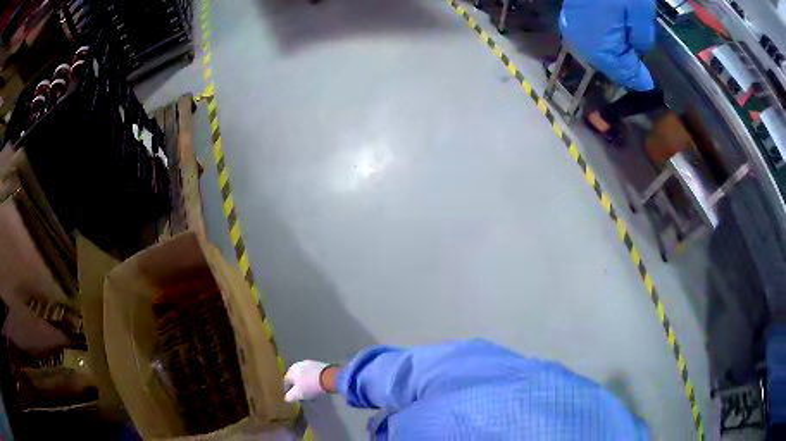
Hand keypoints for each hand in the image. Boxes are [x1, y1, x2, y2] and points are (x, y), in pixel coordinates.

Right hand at [284, 360, 329, 401]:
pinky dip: (314, 381)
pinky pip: (314, 374)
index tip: (292, 398)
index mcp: (291, 370)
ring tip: (312, 393)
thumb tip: (287, 398)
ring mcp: (311, 363)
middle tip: (303, 396)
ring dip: (307, 384)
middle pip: (296, 378)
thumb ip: (290, 397)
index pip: (286, 381)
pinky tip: (319, 387)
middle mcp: (299, 364)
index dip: (288, 391)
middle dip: (299, 387)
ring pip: (305, 376)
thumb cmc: (310, 386)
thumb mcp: (298, 394)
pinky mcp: (321, 365)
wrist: (330, 377)